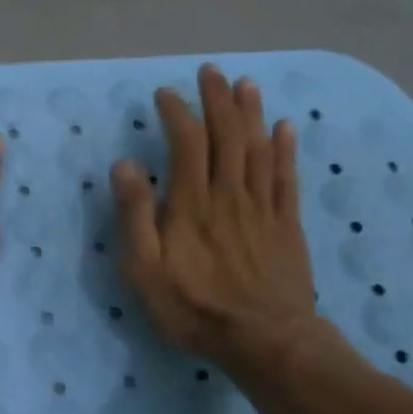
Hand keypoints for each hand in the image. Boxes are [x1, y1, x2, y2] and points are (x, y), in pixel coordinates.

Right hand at [112, 66, 319, 384]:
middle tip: (211, 71)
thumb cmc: (194, 307)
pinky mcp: (287, 225)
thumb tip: (126, 165)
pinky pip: (286, 178)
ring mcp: (262, 208)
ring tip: (246, 84)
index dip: (177, 113)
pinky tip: (285, 128)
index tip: (165, 93)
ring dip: (251, 113)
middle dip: (217, 100)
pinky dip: (286, 149)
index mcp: (192, 203)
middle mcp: (229, 195)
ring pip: (259, 148)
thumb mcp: (145, 269)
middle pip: (227, 136)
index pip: (186, 143)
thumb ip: (135, 215)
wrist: (266, 342)